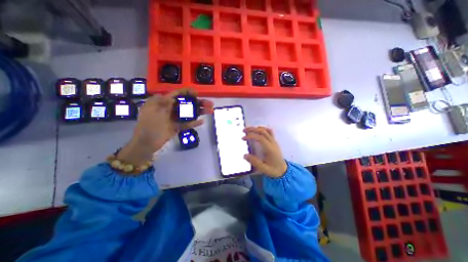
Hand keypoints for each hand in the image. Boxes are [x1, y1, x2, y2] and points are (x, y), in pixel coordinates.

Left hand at [117, 89, 212, 163]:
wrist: (146, 144)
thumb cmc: (148, 126)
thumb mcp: (153, 111)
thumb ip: (164, 103)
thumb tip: (174, 98)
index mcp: (162, 102)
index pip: (176, 94)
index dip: (187, 92)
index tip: (197, 93)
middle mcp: (169, 109)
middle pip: (186, 103)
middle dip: (198, 103)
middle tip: (210, 104)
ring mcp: (174, 118)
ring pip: (188, 113)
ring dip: (199, 112)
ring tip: (210, 111)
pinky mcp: (177, 126)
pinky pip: (187, 123)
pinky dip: (194, 122)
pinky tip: (202, 121)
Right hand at [243, 126, 287, 177]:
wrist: (283, 170)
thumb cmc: (273, 170)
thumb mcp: (264, 169)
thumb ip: (255, 162)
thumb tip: (245, 155)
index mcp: (270, 149)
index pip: (260, 138)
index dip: (251, 136)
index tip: (243, 138)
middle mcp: (272, 143)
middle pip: (263, 131)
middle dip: (252, 129)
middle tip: (243, 131)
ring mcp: (274, 141)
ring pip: (266, 130)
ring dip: (256, 128)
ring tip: (249, 130)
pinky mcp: (274, 141)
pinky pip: (269, 131)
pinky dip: (262, 129)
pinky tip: (257, 130)